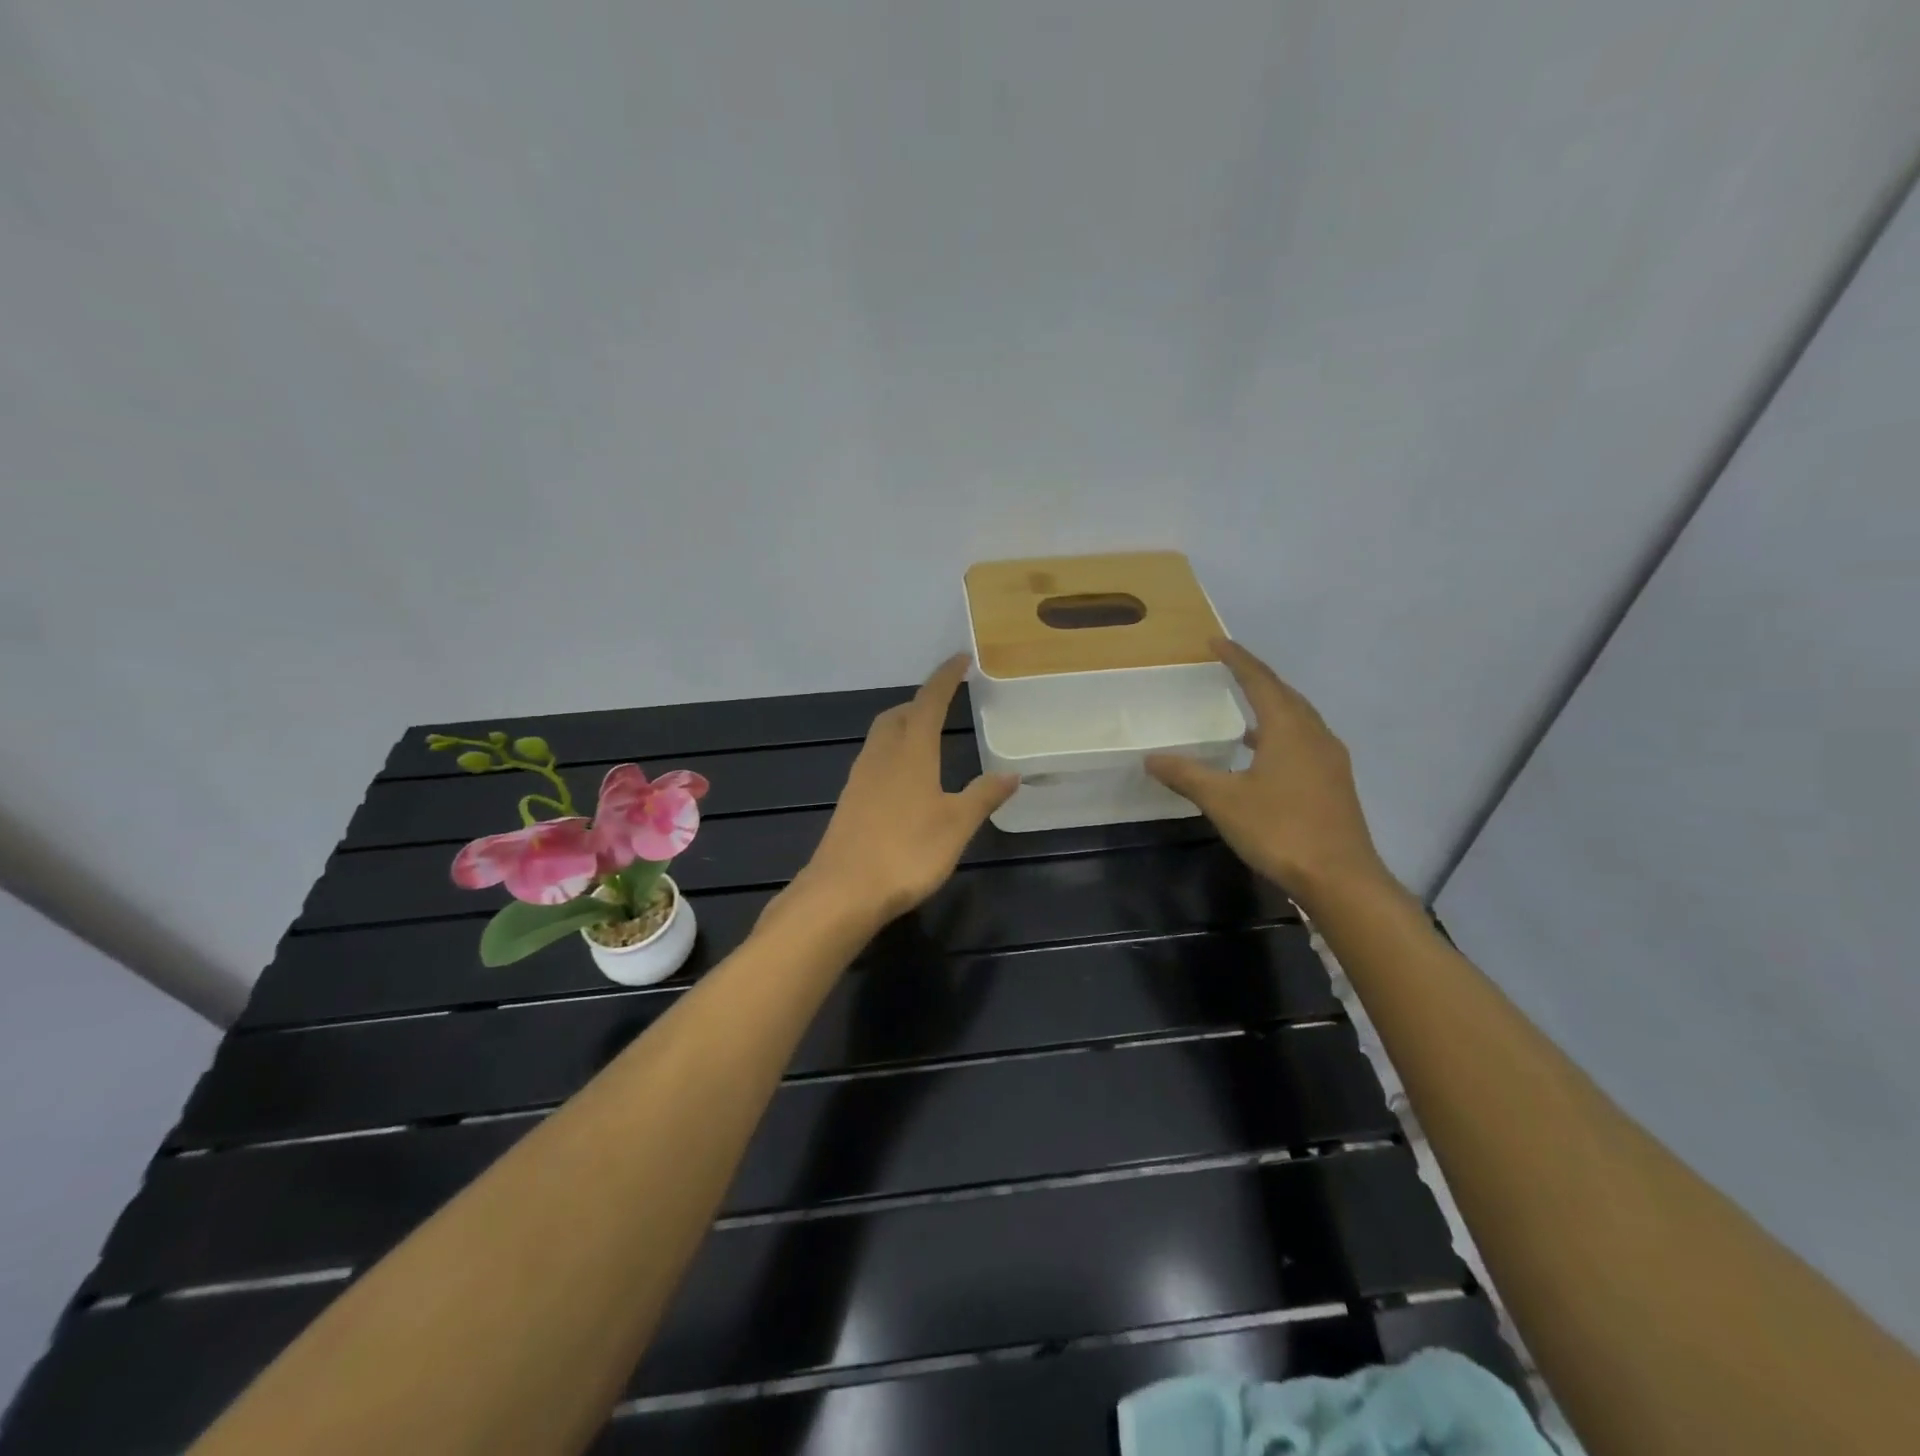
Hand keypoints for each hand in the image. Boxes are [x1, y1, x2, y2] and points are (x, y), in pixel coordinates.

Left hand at [790, 654, 1016, 927]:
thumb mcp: (956, 825)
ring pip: (882, 736)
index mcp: (911, 752)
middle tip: (944, 703)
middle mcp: (882, 756)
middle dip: (921, 702)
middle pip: (899, 714)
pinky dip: (892, 753)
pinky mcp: (850, 801)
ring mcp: (861, 779)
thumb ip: (983, 796)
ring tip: (926, 736)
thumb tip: (1011, 773)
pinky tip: (904, 779)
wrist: (843, 891)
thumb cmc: (907, 851)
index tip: (961, 659)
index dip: (946, 678)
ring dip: (903, 725)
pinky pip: (873, 760)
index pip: (930, 701)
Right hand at [1146, 639, 1390, 904]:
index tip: (1216, 642)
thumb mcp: (1223, 801)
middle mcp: (1314, 735)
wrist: (1340, 878)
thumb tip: (1151, 758)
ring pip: (1299, 719)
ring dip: (1272, 706)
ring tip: (1244, 707)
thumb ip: (1187, 775)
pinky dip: (1281, 734)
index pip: (1260, 681)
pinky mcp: (1334, 782)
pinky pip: (1304, 741)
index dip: (1237, 659)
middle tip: (1230, 667)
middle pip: (1285, 694)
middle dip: (1257, 678)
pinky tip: (1263, 754)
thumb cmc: (1280, 830)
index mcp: (1289, 729)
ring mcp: (1330, 759)